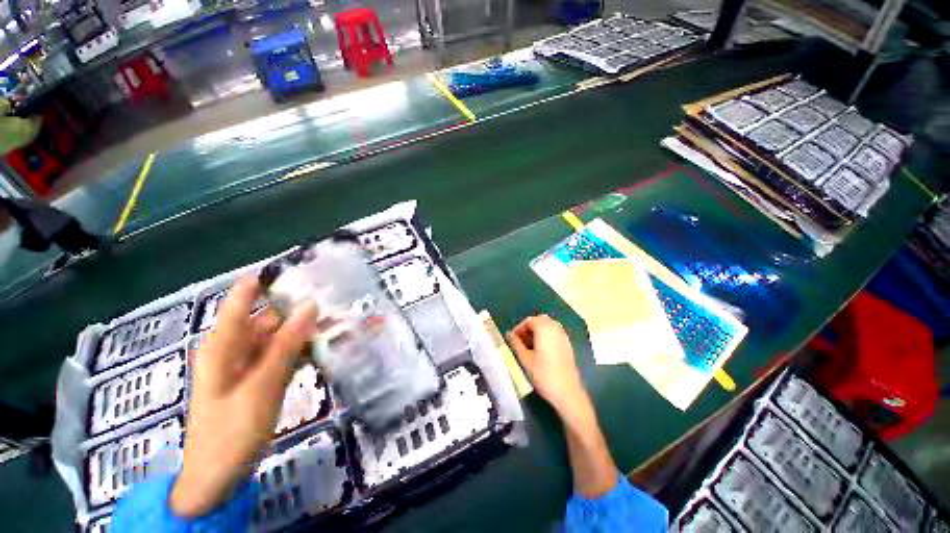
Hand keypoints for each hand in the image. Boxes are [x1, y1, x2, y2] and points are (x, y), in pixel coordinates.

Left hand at [169, 277, 317, 517]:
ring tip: (332, 330)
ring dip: (295, 339)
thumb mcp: (260, 393)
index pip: (244, 295)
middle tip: (334, 308)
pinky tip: (313, 359)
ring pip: (267, 345)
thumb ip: (284, 350)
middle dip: (293, 314)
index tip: (309, 272)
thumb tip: (309, 307)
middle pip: (259, 321)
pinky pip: (268, 367)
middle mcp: (226, 350)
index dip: (273, 280)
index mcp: (220, 343)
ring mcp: (236, 372)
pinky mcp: (245, 390)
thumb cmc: (231, 436)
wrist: (214, 480)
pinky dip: (289, 362)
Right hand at [508, 315, 585, 414]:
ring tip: (527, 349)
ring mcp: (564, 337)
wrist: (566, 390)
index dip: (519, 328)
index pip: (530, 320)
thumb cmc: (543, 374)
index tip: (512, 340)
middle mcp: (557, 328)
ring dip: (537, 334)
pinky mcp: (568, 346)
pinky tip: (539, 353)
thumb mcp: (525, 360)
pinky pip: (555, 335)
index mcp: (545, 329)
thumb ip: (516, 344)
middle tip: (519, 342)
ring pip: (549, 328)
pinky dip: (546, 339)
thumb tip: (510, 335)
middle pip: (540, 321)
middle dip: (529, 329)